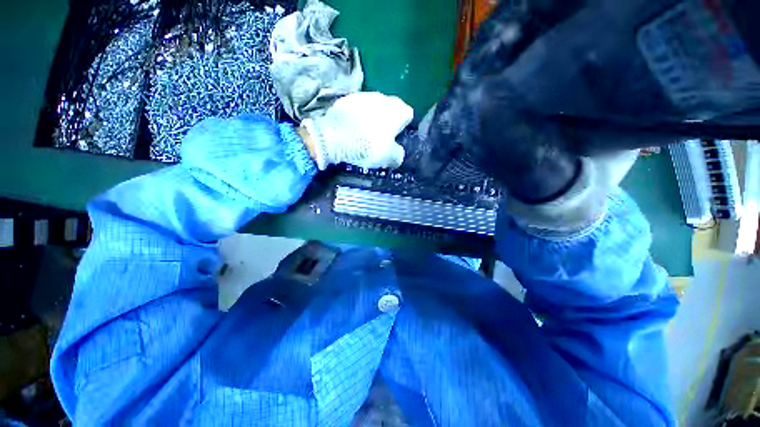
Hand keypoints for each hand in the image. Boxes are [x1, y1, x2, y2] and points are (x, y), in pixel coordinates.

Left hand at [301, 92, 412, 169]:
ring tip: (364, 133)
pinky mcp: (346, 99)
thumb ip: (398, 154)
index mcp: (397, 111)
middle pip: (391, 108)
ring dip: (372, 117)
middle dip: (388, 120)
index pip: (408, 114)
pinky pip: (357, 108)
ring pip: (373, 106)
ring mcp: (363, 96)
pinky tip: (351, 128)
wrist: (335, 139)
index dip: (404, 127)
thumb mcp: (389, 158)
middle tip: (381, 137)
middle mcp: (383, 98)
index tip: (397, 137)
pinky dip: (357, 116)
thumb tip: (397, 152)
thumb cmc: (368, 147)